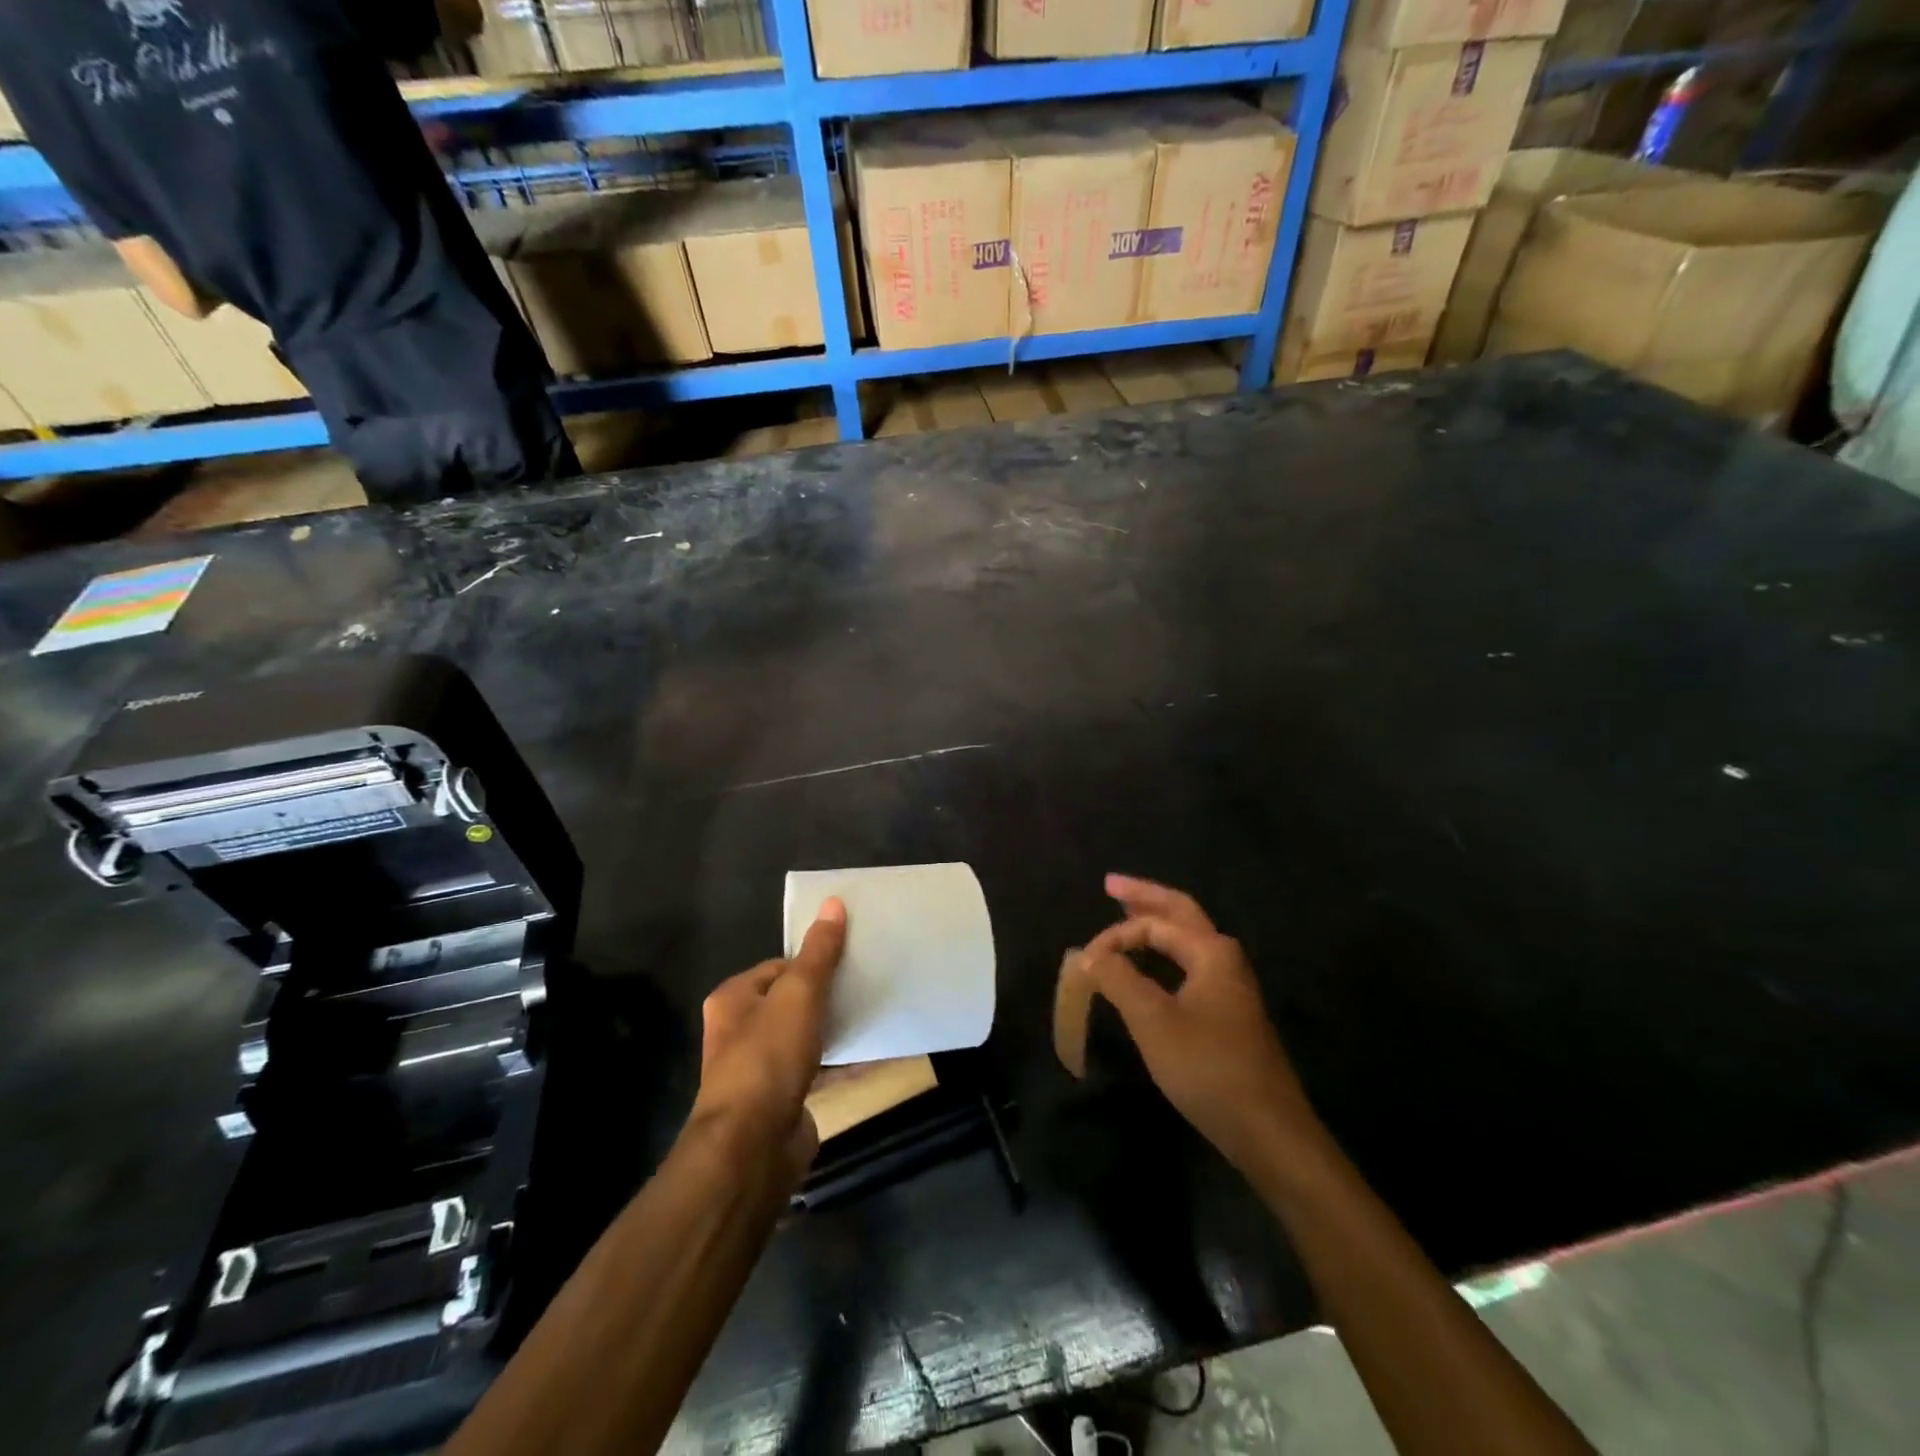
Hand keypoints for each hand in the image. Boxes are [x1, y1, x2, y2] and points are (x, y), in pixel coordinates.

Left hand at [690, 899, 846, 1179]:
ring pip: (806, 1036)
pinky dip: (842, 1061)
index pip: (779, 967)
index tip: (850, 960)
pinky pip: (818, 1069)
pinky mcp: (782, 1100)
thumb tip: (833, 902)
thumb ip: (819, 952)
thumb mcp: (798, 994)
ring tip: (875, 1013)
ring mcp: (761, 1069)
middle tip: (866, 985)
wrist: (752, 1147)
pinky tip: (874, 1054)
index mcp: (734, 999)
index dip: (813, 962)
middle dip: (828, 995)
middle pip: (792, 1001)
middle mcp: (741, 1031)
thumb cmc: (768, 1058)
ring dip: (836, 1027)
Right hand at [1074, 876, 1320, 1171]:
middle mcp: (1225, 959)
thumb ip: (1118, 979)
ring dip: (1156, 923)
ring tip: (1126, 912)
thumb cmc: (1208, 1067)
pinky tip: (1151, 965)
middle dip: (1144, 897)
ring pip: (1187, 940)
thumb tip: (1090, 955)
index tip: (1084, 964)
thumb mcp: (1153, 1020)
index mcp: (1211, 951)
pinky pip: (1189, 965)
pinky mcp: (1228, 1014)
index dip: (1114, 937)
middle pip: (1181, 913)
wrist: (1267, 1131)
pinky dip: (1165, 953)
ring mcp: (1230, 987)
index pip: (1153, 924)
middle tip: (1111, 883)